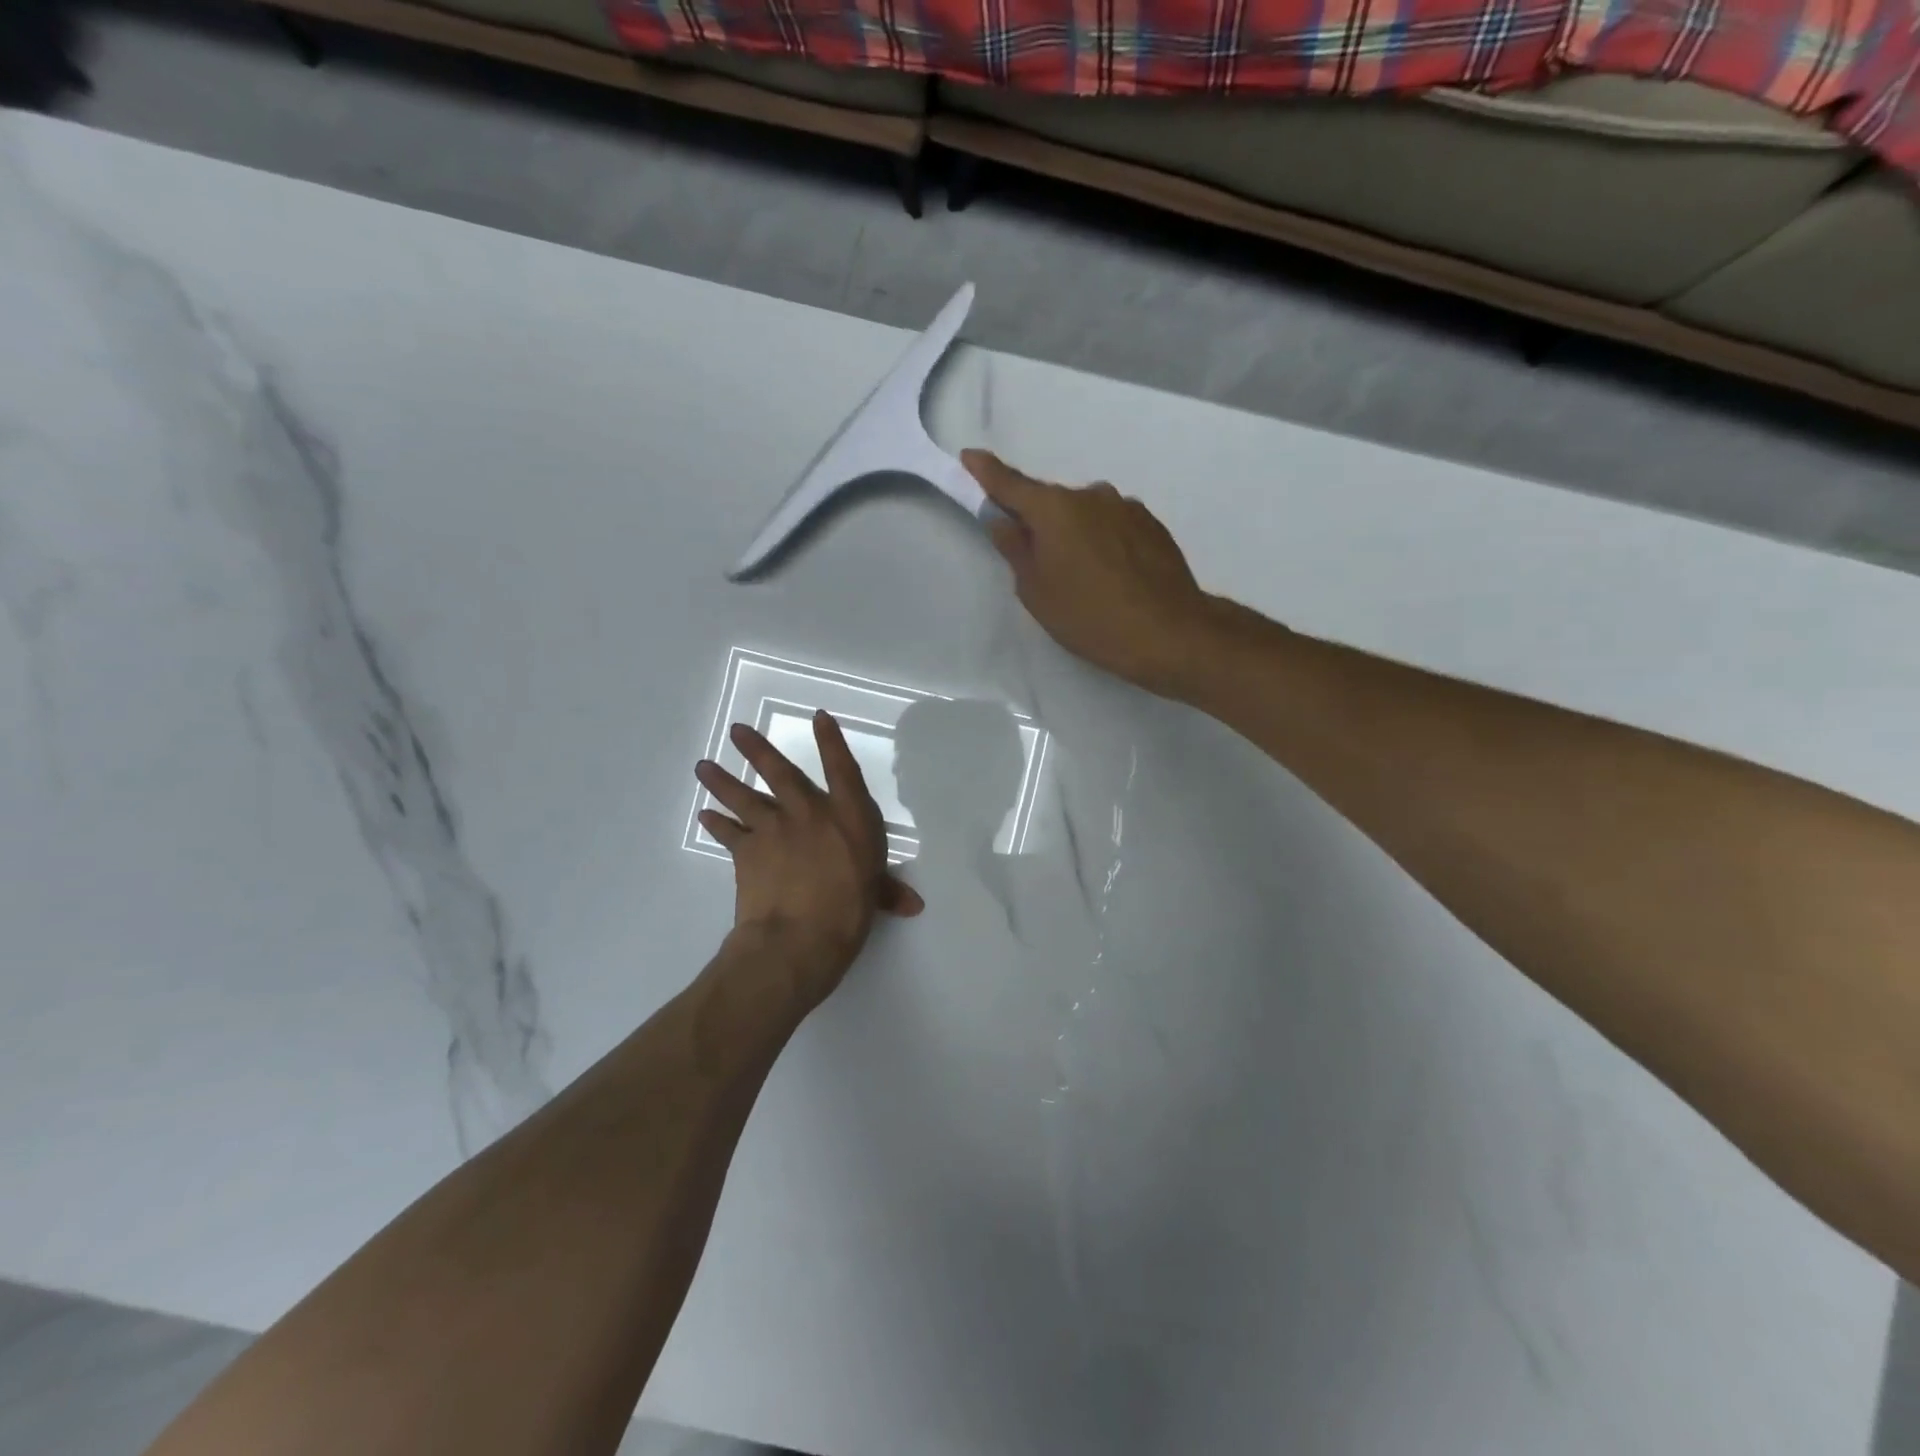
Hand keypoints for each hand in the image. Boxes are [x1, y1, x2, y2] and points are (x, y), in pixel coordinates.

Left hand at [695, 712, 923, 1008]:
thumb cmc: (849, 912)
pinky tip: (705, 815)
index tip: (817, 716)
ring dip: (723, 780)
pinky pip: (728, 832)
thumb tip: (913, 904)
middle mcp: (810, 813)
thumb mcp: (874, 896)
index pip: (841, 768)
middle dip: (757, 749)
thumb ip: (888, 892)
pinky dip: (716, 823)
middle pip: (781, 772)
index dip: (830, 740)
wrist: (798, 938)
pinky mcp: (746, 852)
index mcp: (849, 816)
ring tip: (704, 766)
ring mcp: (774, 829)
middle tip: (736, 730)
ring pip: (744, 796)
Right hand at [966, 450, 1219, 698]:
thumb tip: (1002, 519)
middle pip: (1052, 503)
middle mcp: (1091, 495)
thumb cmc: (1089, 616)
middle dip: (1039, 522)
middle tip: (1038, 562)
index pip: (1011, 484)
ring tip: (1083, 578)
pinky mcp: (1152, 524)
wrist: (1168, 632)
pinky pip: (1113, 526)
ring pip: (1086, 515)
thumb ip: (1015, 548)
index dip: (986, 473)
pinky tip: (1111, 576)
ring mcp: (1126, 507)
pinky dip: (1103, 542)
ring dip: (1076, 534)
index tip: (970, 457)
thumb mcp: (1036, 591)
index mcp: (1055, 509)